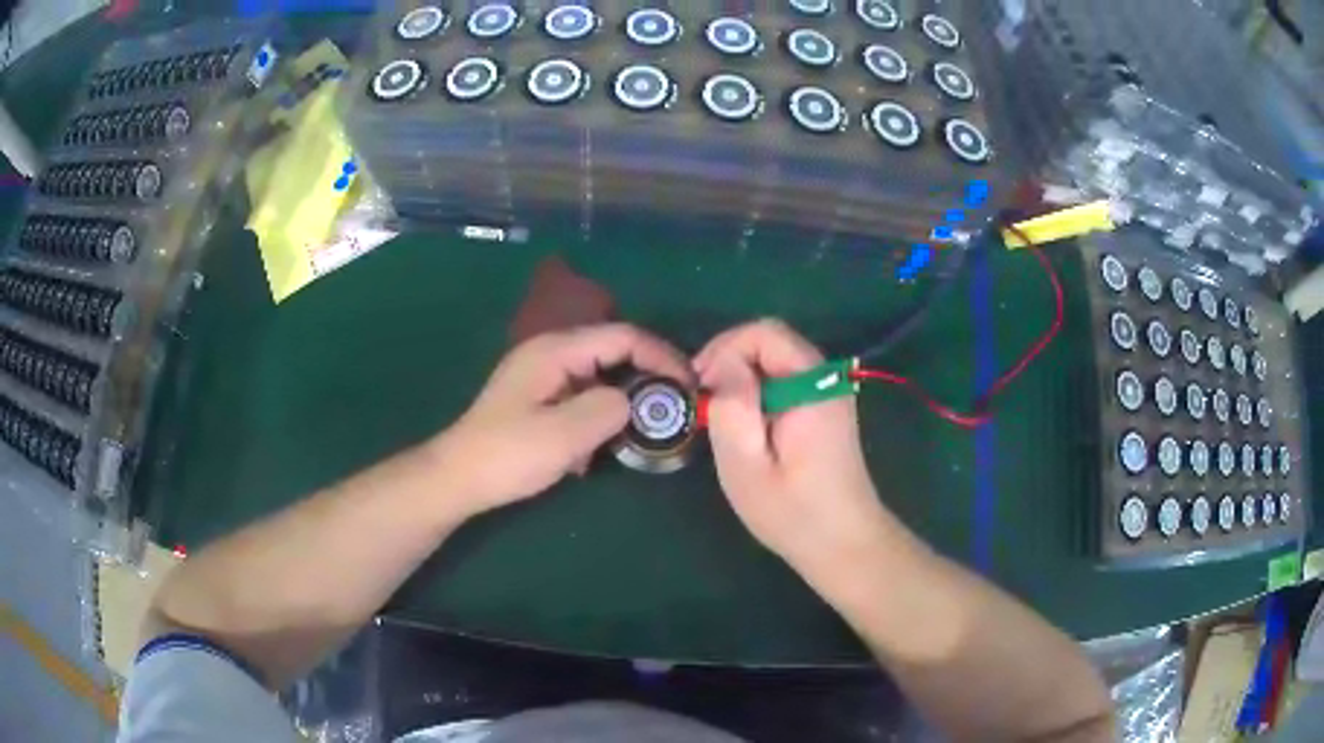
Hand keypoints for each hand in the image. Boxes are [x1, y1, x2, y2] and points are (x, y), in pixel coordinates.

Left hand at [435, 323, 690, 516]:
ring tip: (646, 428)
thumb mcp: (564, 435)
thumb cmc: (507, 455)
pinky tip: (604, 443)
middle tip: (674, 409)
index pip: (623, 336)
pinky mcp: (541, 397)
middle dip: (648, 376)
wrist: (458, 478)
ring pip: (602, 374)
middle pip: (614, 350)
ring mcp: (545, 374)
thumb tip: (633, 402)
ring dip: (626, 398)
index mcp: (557, 350)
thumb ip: (608, 410)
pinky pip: (585, 394)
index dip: (661, 356)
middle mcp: (552, 352)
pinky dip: (603, 412)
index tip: (687, 387)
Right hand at [695, 320, 898, 581]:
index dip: (723, 349)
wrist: (843, 544)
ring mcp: (829, 393)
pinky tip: (747, 429)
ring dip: (742, 380)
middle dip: (730, 363)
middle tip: (705, 404)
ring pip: (775, 361)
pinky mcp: (825, 408)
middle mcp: (826, 378)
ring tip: (721, 420)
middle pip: (770, 342)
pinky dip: (758, 393)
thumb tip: (722, 363)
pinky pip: (785, 381)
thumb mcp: (746, 464)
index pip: (764, 333)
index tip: (700, 388)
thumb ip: (732, 405)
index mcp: (812, 385)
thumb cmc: (792, 511)